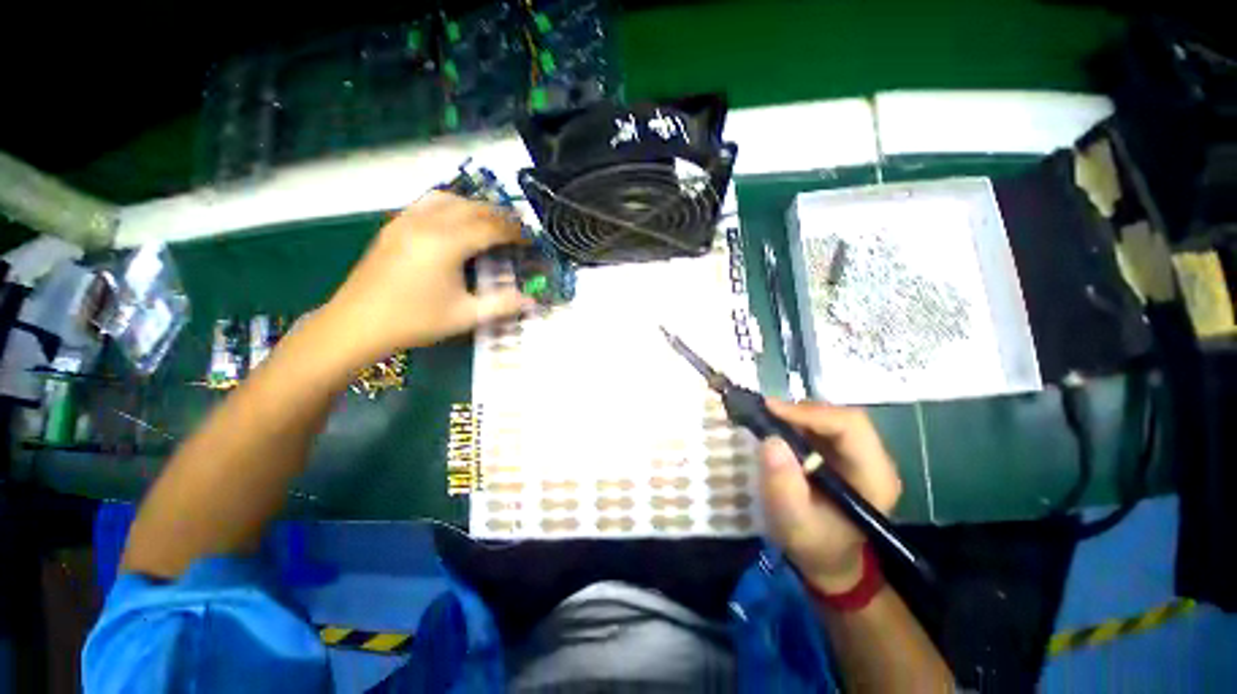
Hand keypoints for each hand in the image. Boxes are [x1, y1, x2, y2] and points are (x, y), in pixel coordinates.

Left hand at [322, 192, 533, 365]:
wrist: (356, 325)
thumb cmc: (414, 321)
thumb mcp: (465, 316)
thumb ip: (502, 305)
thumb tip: (532, 301)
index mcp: (446, 244)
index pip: (491, 227)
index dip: (515, 231)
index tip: (531, 239)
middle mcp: (427, 223)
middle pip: (473, 207)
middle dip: (500, 215)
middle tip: (518, 229)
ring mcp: (406, 221)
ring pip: (449, 199)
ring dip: (475, 206)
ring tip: (490, 221)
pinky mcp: (394, 226)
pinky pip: (427, 203)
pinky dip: (451, 206)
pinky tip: (455, 222)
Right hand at [759, 399, 901, 592]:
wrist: (827, 558)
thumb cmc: (813, 545)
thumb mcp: (793, 522)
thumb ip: (783, 486)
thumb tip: (771, 441)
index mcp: (875, 477)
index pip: (850, 426)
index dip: (810, 413)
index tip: (771, 410)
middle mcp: (875, 459)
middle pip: (842, 417)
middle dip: (802, 412)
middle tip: (766, 413)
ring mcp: (860, 454)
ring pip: (831, 417)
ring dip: (798, 415)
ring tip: (769, 420)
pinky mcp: (844, 452)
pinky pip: (822, 425)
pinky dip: (798, 422)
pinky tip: (779, 429)